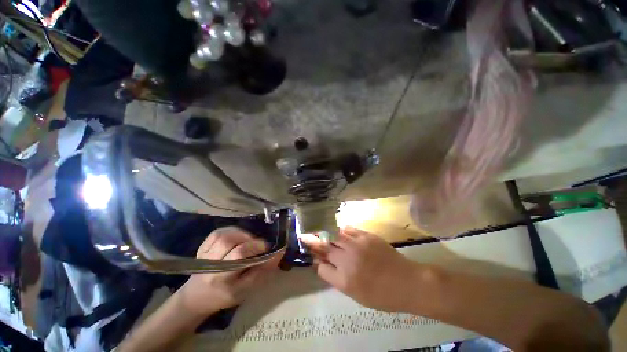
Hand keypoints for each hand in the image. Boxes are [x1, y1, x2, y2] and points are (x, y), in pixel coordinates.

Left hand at [178, 227, 281, 314]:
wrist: (199, 296)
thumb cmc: (227, 294)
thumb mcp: (248, 288)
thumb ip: (264, 269)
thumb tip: (280, 251)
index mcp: (222, 278)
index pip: (239, 254)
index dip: (256, 246)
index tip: (267, 247)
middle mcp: (210, 264)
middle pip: (229, 241)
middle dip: (249, 239)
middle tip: (257, 244)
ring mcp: (204, 254)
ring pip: (224, 235)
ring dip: (241, 234)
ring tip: (248, 241)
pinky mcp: (202, 247)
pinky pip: (218, 232)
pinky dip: (231, 231)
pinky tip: (237, 237)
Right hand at [301, 227, 416, 311]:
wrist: (407, 282)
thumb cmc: (382, 295)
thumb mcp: (356, 294)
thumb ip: (336, 278)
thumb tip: (323, 265)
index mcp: (345, 280)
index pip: (321, 268)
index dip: (316, 261)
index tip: (312, 256)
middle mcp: (348, 260)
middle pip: (324, 248)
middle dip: (312, 242)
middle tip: (305, 235)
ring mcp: (357, 245)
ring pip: (334, 235)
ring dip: (325, 233)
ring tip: (318, 230)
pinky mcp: (366, 236)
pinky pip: (348, 229)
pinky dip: (341, 230)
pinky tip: (339, 231)